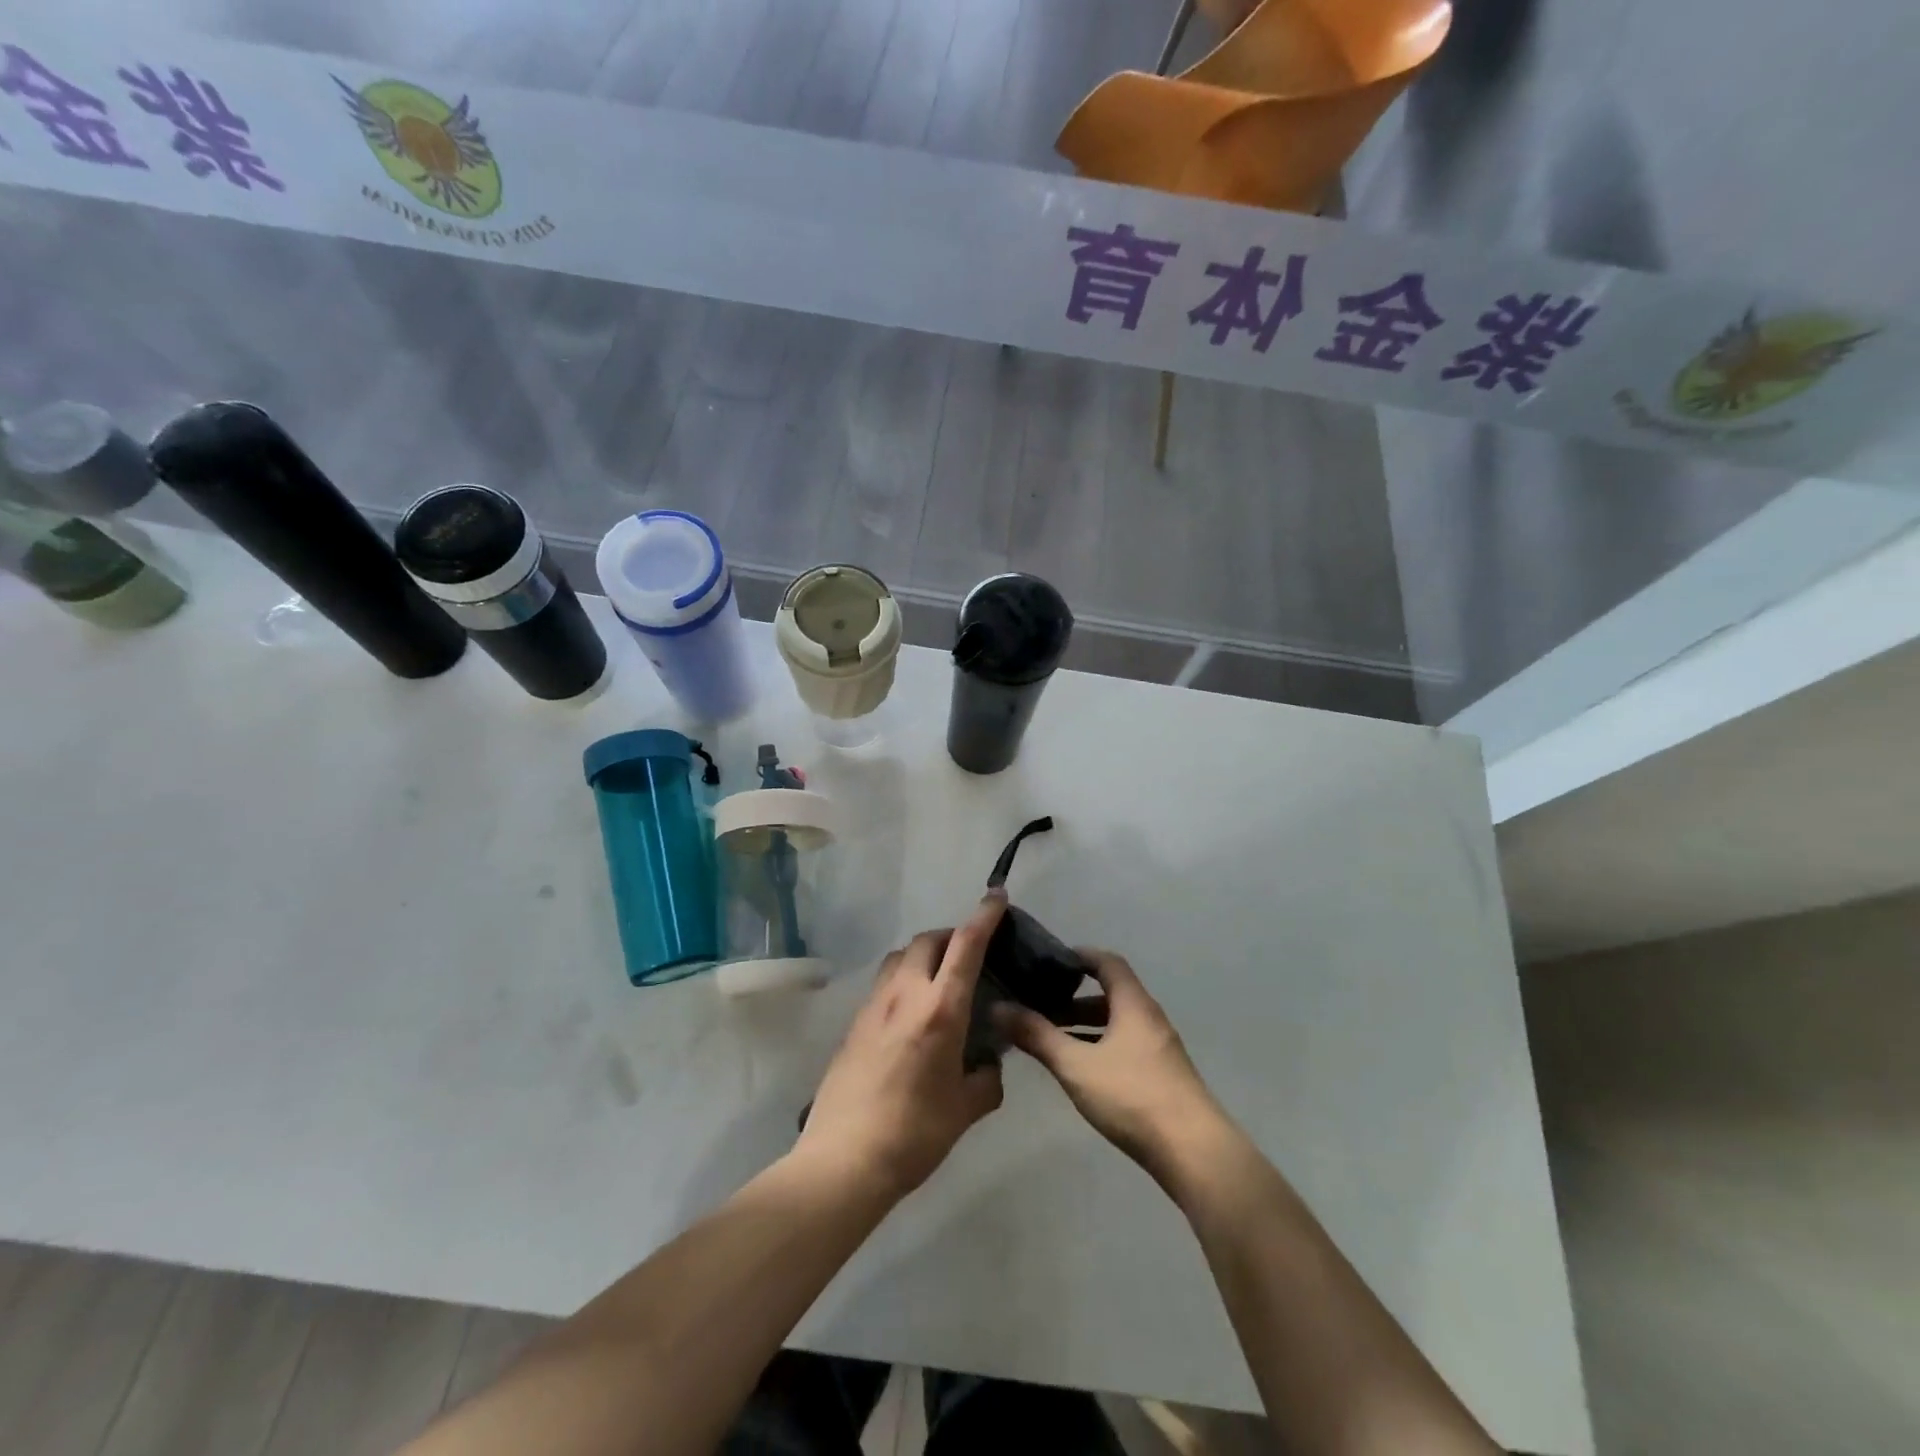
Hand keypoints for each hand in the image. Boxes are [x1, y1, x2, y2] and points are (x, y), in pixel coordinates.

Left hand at [795, 896, 1007, 1201]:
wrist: (844, 1158)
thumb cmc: (915, 1133)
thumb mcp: (966, 1109)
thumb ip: (987, 1079)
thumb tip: (990, 1065)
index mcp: (940, 1009)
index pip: (966, 945)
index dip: (984, 916)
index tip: (997, 896)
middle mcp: (905, 994)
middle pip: (928, 940)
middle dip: (952, 935)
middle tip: (970, 954)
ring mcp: (874, 1005)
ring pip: (900, 956)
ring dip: (923, 954)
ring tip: (939, 979)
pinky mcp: (854, 1022)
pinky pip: (884, 983)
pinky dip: (903, 980)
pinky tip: (910, 1013)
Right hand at [996, 949, 1228, 1187]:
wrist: (1194, 1152)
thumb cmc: (1132, 1095)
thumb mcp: (1076, 1065)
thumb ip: (1037, 1035)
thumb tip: (998, 1008)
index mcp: (1133, 1004)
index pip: (1108, 962)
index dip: (1080, 956)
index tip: (1049, 962)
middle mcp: (1150, 1019)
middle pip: (1112, 994)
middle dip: (1075, 997)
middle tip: (1040, 1005)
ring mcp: (1160, 1049)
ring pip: (1118, 1024)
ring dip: (1087, 1026)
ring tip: (1053, 1039)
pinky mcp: (1163, 1077)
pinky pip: (1126, 1047)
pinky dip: (1101, 1047)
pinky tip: (1081, 1071)